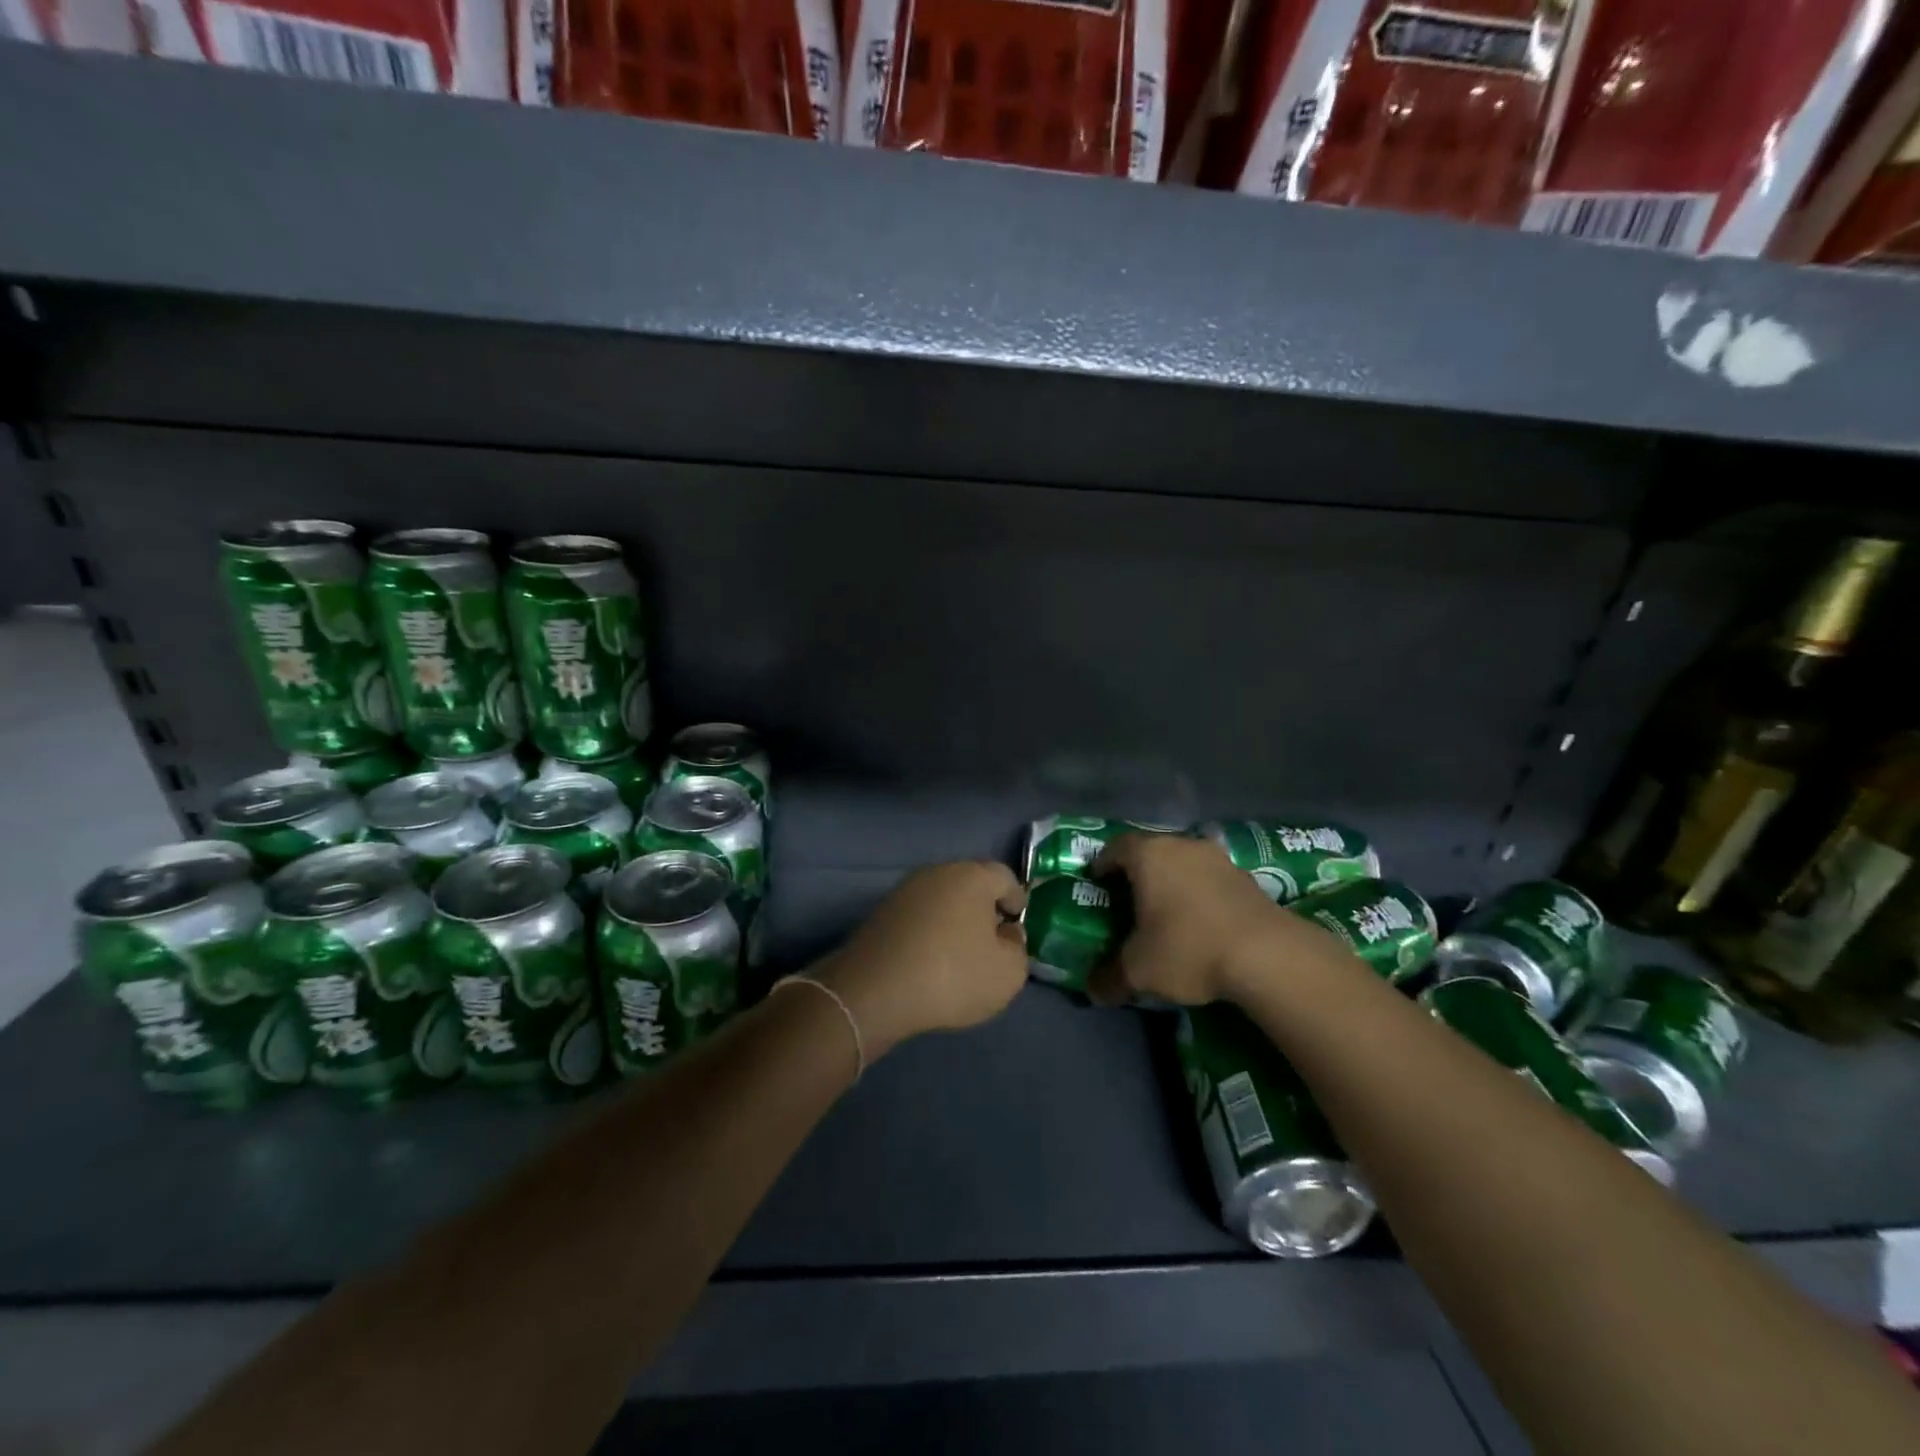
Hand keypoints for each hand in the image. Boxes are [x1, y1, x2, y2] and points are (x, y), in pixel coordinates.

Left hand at [816, 861, 1028, 1056]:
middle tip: (992, 938)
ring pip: (941, 899)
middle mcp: (937, 872)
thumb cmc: (952, 975)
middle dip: (983, 907)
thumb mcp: (1007, 973)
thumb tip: (1006, 933)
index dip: (1016, 899)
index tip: (1017, 922)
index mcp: (972, 876)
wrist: (875, 990)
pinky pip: (917, 916)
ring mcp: (905, 890)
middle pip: (970, 884)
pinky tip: (929, 959)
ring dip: (953, 919)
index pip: (1004, 877)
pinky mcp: (881, 912)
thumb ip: (1017, 948)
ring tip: (960, 952)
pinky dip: (928, 931)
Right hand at [1087, 833, 1342, 1006]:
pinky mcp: (1247, 878)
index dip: (1103, 863)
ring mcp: (1219, 859)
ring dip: (1173, 881)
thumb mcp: (1139, 970)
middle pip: (1151, 850)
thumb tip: (1093, 990)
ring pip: (1184, 862)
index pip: (1116, 846)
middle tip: (1128, 898)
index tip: (1096, 882)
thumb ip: (1110, 977)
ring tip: (1167, 911)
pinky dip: (1200, 893)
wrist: (1267, 955)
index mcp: (1149, 855)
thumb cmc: (1188, 948)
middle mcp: (1182, 845)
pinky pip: (1211, 878)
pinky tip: (1201, 922)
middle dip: (1138, 872)